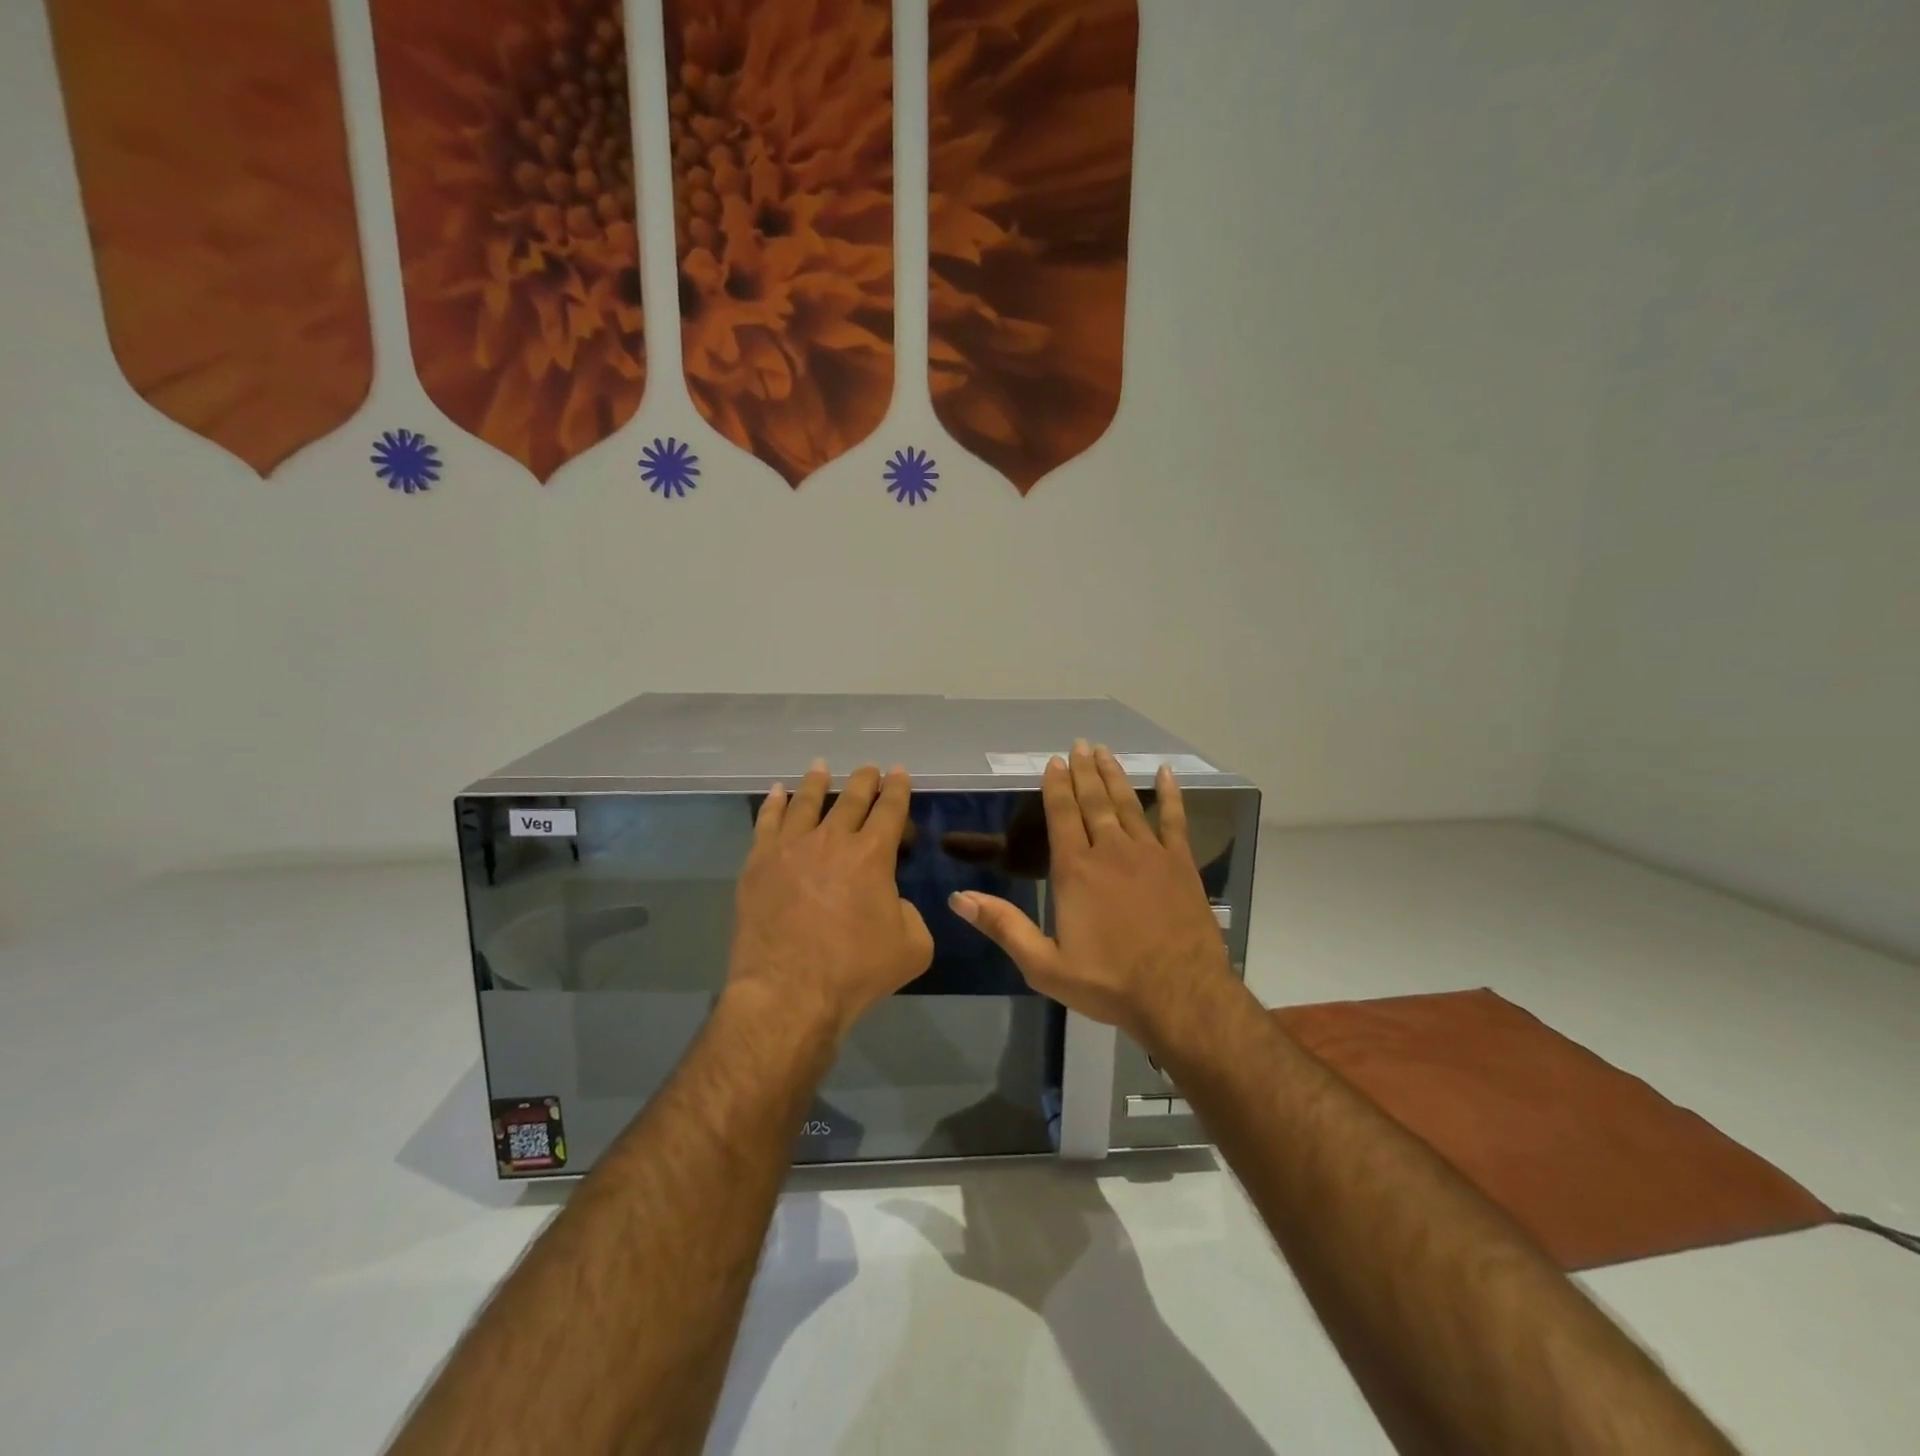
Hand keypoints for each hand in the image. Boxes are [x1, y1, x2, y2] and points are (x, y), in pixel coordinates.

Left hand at [727, 762, 934, 1040]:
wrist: (788, 992)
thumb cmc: (855, 971)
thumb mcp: (912, 947)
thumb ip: (909, 914)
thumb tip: (891, 902)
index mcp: (873, 854)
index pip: (890, 809)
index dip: (898, 788)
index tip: (899, 772)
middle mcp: (832, 839)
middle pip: (851, 798)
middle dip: (864, 780)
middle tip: (869, 768)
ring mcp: (790, 848)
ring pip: (806, 802)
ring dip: (817, 782)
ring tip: (821, 767)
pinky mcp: (758, 863)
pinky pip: (767, 822)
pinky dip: (774, 803)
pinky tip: (777, 792)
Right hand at [950, 743, 1232, 1046]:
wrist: (1181, 996)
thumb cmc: (1109, 982)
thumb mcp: (1044, 965)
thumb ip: (1003, 926)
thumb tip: (958, 897)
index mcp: (1075, 870)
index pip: (1061, 814)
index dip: (1056, 785)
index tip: (1053, 761)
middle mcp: (1110, 850)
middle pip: (1094, 800)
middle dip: (1084, 771)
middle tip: (1080, 744)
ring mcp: (1149, 853)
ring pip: (1128, 803)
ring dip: (1115, 775)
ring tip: (1105, 752)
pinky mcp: (1181, 864)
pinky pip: (1175, 820)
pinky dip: (1170, 795)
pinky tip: (1167, 774)